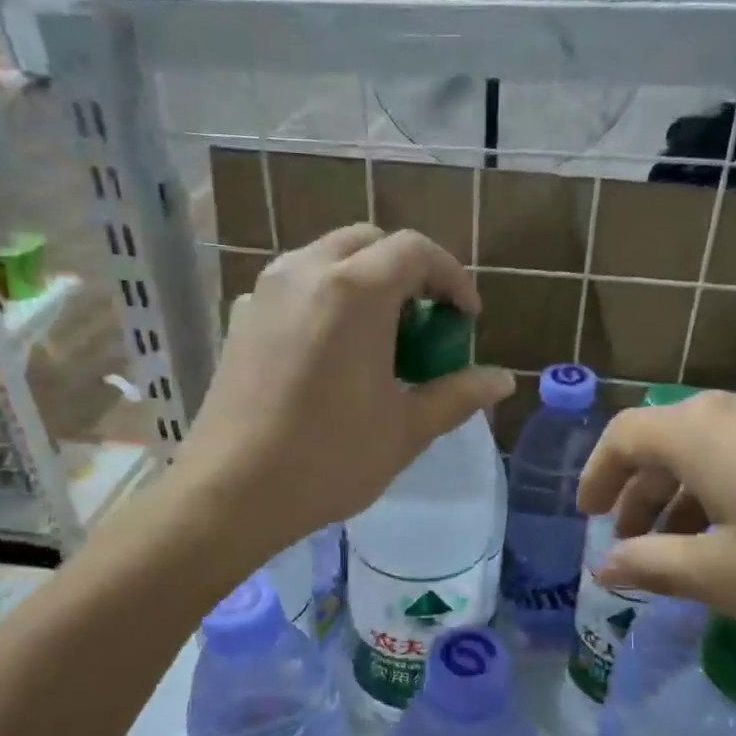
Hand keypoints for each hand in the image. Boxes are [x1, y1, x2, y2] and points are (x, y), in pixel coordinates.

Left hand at [172, 226, 514, 559]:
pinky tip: (328, 351)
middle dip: (406, 272)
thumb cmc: (329, 459)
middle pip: (369, 243)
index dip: (452, 278)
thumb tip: (504, 380)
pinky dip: (323, 299)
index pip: (416, 251)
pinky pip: (292, 287)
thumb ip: (458, 394)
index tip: (466, 319)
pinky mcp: (240, 318)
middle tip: (423, 323)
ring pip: (326, 258)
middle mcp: (306, 272)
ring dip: (363, 281)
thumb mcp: (406, 428)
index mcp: (354, 290)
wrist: (231, 492)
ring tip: (378, 337)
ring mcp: (265, 291)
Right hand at [578, 382, 735, 644]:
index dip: (598, 474)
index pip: (625, 435)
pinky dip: (733, 481)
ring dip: (688, 490)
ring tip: (690, 544)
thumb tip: (604, 568)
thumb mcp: (724, 576)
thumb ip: (652, 566)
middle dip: (642, 492)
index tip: (588, 517)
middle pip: (669, 440)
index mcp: (702, 431)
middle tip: (634, 542)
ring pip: (717, 444)